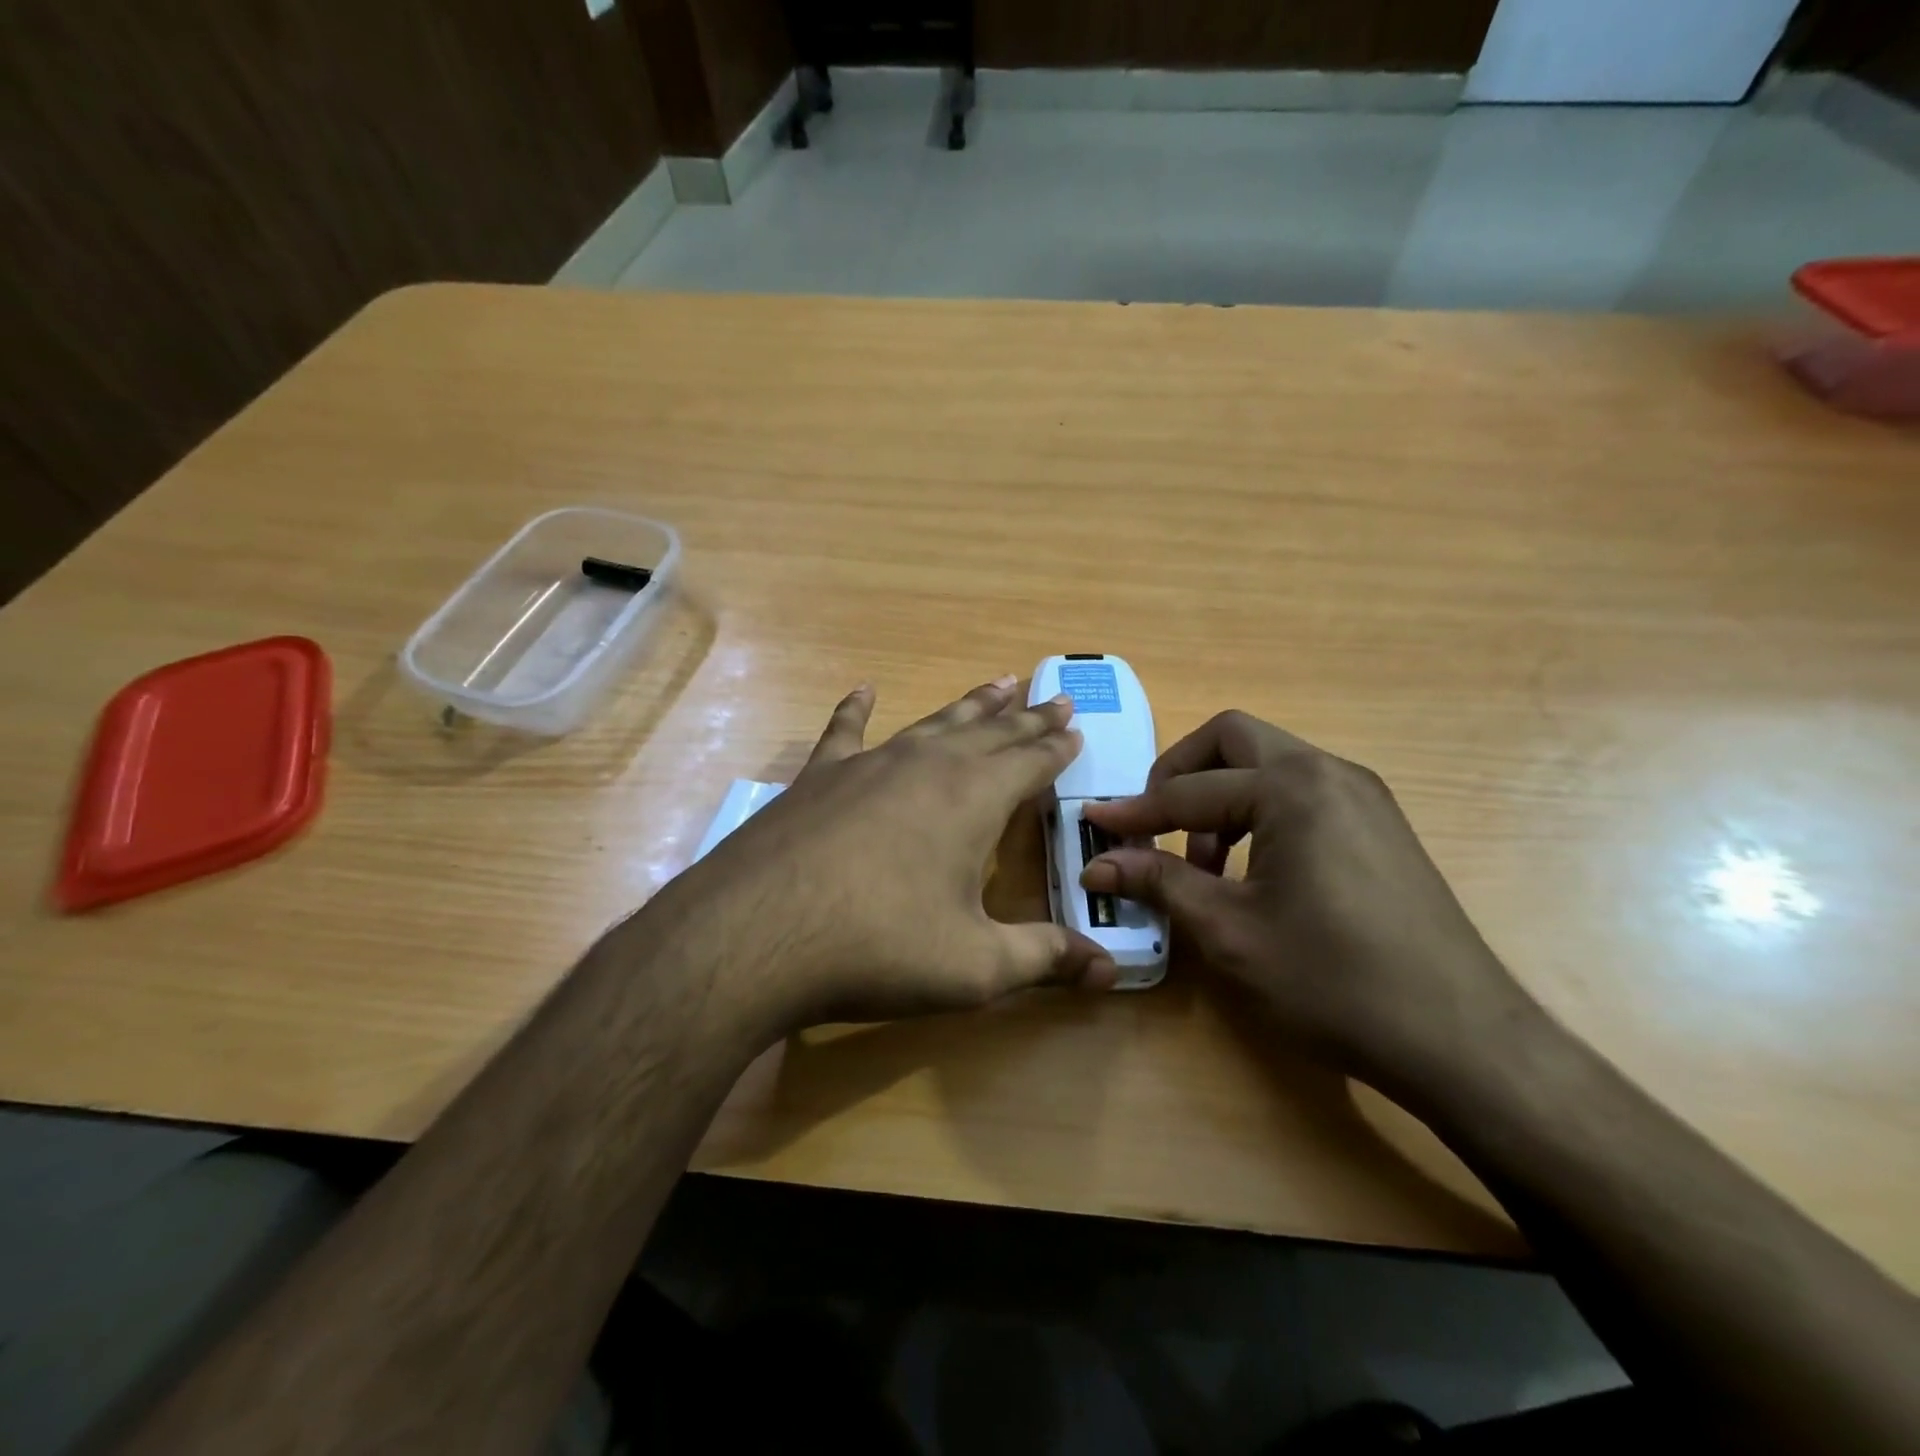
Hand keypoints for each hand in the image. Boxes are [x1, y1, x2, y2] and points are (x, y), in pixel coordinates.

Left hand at [652, 677, 1116, 1036]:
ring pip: (932, 724)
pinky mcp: (817, 778)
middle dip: (1026, 717)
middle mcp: (926, 766)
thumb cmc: (878, 948)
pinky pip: (845, 732)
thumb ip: (1044, 959)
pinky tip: (863, 690)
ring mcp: (868, 765)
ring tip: (997, 683)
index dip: (1057, 746)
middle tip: (1053, 695)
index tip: (1076, 725)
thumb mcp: (974, 967)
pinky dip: (856, 710)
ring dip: (968, 706)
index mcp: (973, 799)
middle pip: (990, 733)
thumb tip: (1110, 969)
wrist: (756, 935)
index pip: (1031, 762)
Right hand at [1081, 712, 1540, 1093]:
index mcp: (1292, 787)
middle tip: (1153, 823)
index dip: (1135, 811)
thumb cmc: (1334, 981)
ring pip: (1269, 765)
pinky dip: (1259, 813)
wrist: (1462, 1041)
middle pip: (1233, 740)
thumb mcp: (1230, 931)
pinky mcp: (1379, 825)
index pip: (1191, 789)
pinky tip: (1252, 870)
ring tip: (1202, 863)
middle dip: (1181, 774)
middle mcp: (1330, 772)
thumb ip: (1159, 882)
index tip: (1093, 824)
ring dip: (1221, 797)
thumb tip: (1098, 862)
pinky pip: (1301, 793)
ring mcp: (1362, 796)